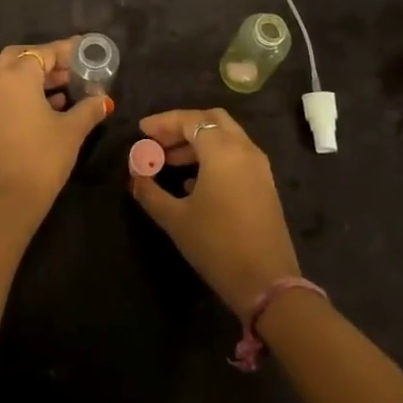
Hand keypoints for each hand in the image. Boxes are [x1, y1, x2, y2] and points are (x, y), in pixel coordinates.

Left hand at [0, 38, 111, 218]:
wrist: (3, 202)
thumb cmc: (41, 158)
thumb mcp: (71, 131)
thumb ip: (89, 109)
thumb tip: (103, 100)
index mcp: (16, 76)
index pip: (44, 52)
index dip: (67, 50)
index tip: (86, 50)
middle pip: (21, 57)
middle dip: (46, 60)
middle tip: (71, 69)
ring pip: (10, 76)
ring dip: (35, 77)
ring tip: (66, 89)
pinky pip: (4, 94)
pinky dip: (24, 93)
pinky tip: (50, 108)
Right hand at [129, 108, 300, 314]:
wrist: (267, 282)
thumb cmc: (216, 245)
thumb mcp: (175, 219)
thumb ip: (150, 192)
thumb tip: (135, 176)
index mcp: (222, 150)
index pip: (189, 120)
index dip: (163, 122)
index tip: (142, 130)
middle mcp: (244, 149)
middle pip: (211, 120)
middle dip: (182, 126)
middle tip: (158, 141)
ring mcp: (258, 166)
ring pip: (226, 136)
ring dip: (198, 142)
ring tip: (169, 162)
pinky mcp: (264, 183)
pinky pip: (236, 154)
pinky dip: (214, 155)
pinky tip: (193, 180)